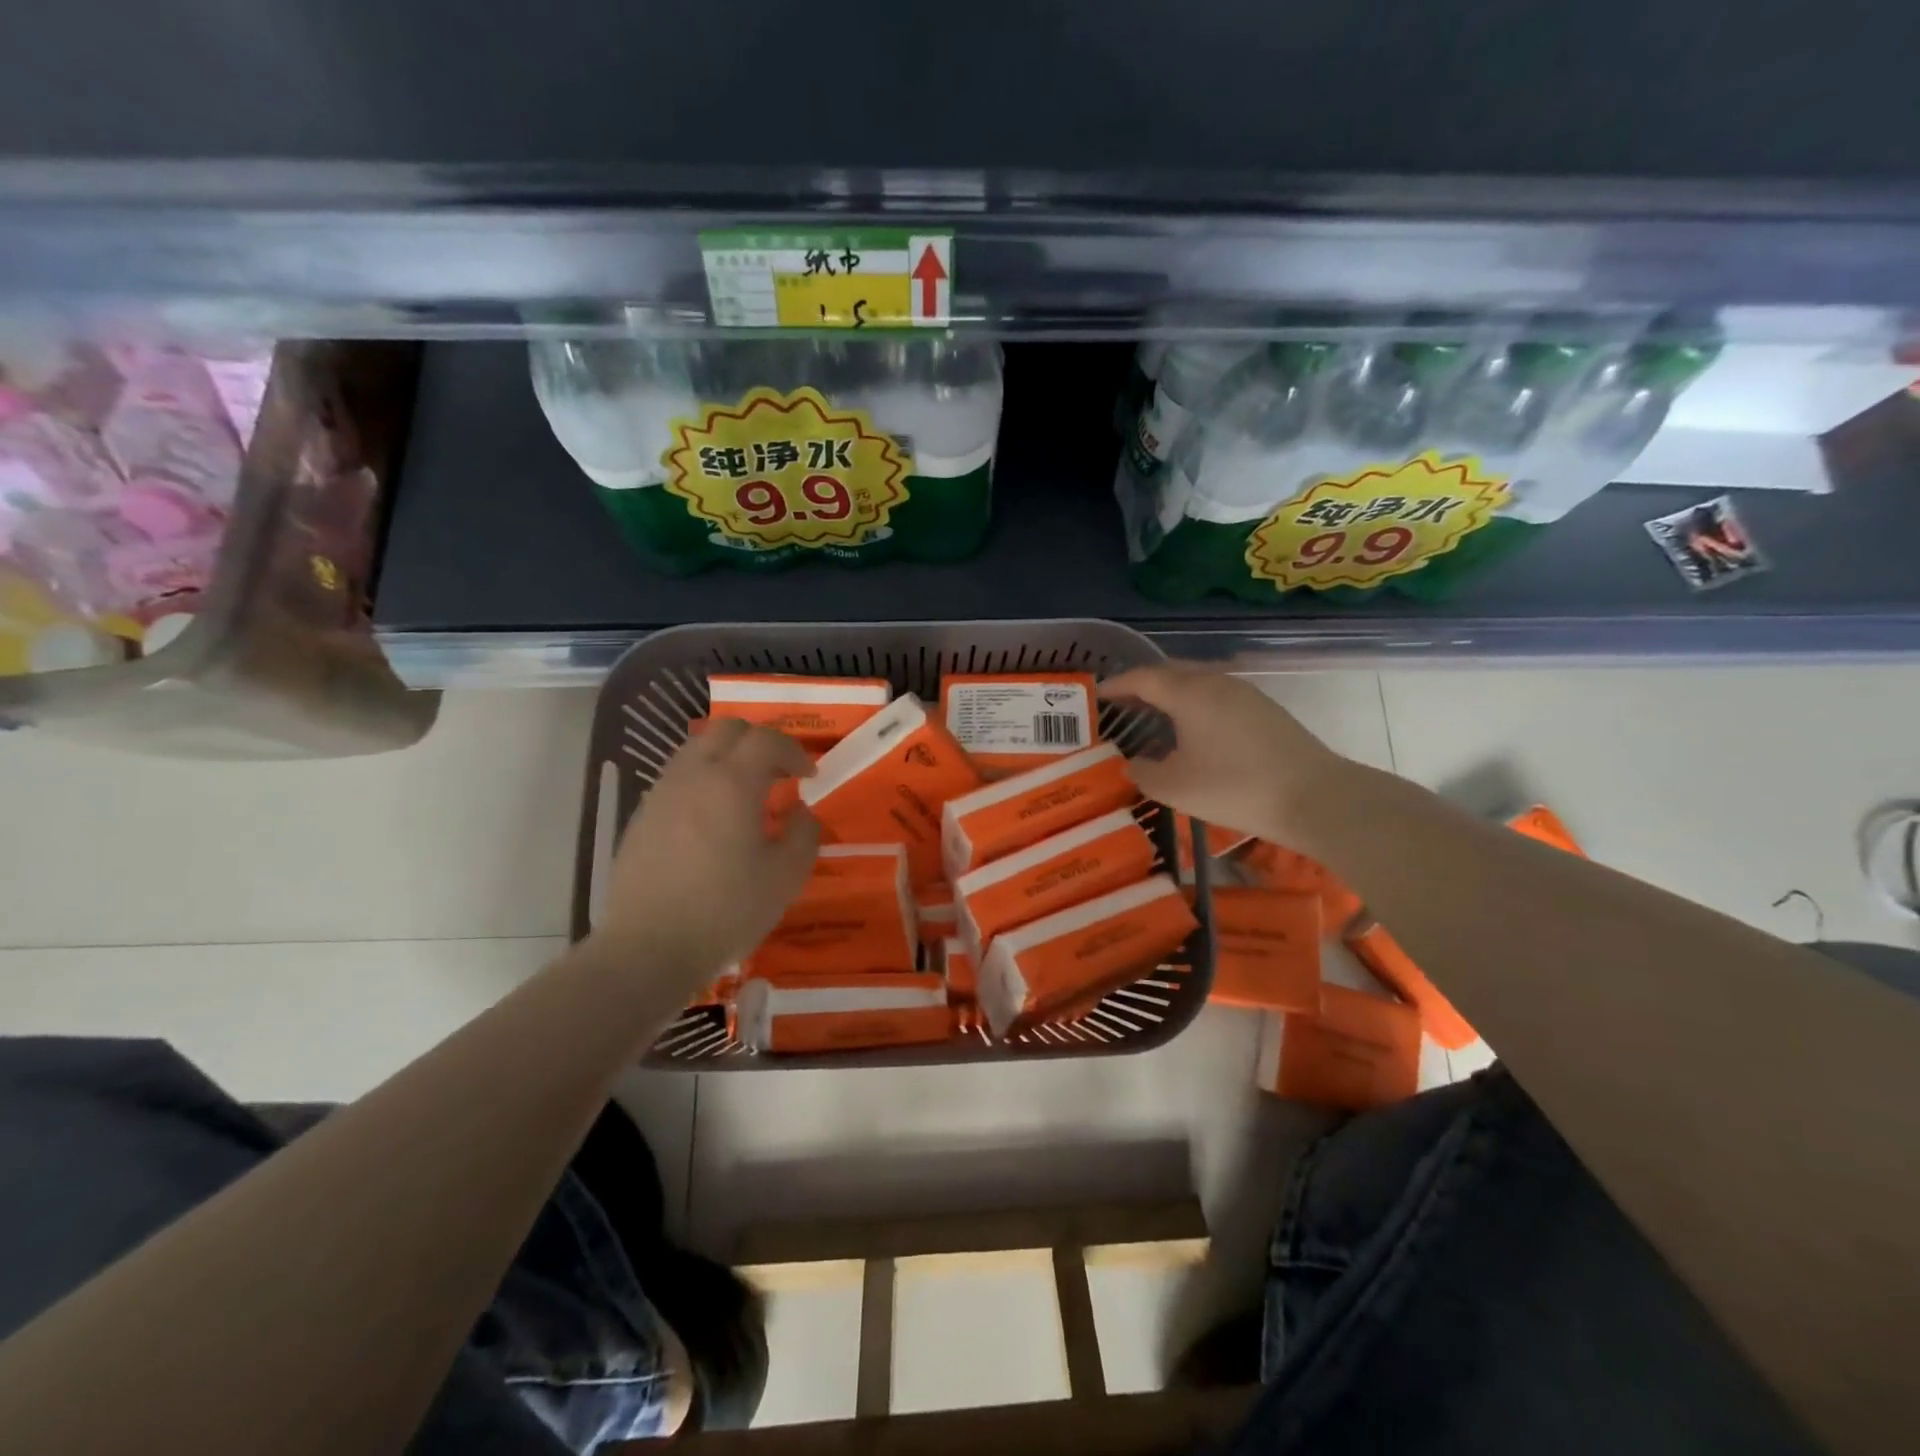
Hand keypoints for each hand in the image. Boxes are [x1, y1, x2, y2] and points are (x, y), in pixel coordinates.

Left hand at [592, 720, 819, 982]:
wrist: (648, 948)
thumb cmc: (726, 911)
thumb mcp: (785, 877)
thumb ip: (803, 833)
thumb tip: (799, 811)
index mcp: (732, 783)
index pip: (766, 740)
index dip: (794, 751)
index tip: (809, 775)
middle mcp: (693, 775)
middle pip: (727, 729)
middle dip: (759, 742)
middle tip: (778, 773)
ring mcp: (661, 793)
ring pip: (697, 749)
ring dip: (727, 758)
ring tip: (745, 793)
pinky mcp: (641, 816)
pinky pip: (678, 777)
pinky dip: (703, 780)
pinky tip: (712, 819)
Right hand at [1101, 662, 1346, 844]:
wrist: (1314, 797)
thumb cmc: (1234, 787)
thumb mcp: (1175, 787)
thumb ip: (1143, 772)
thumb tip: (1132, 763)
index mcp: (1188, 693)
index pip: (1142, 678)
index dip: (1116, 684)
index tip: (1097, 695)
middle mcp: (1216, 682)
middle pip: (1171, 672)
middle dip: (1142, 684)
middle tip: (1121, 703)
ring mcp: (1245, 694)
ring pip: (1197, 682)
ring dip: (1171, 694)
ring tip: (1153, 716)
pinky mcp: (1264, 710)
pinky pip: (1216, 696)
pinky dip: (1194, 705)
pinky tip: (1192, 731)